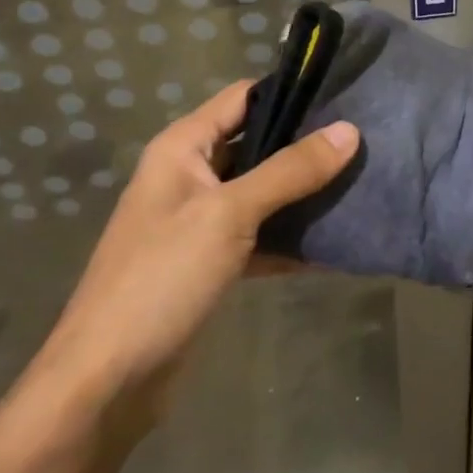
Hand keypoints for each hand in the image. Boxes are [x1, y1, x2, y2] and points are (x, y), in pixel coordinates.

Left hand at [35, 80, 359, 402]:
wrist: (108, 382)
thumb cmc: (162, 278)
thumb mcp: (229, 214)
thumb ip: (290, 171)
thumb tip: (349, 131)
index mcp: (182, 148)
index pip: (242, 98)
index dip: (289, 91)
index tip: (344, 94)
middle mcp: (190, 176)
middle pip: (257, 144)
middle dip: (305, 145)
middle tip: (364, 142)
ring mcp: (200, 222)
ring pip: (262, 192)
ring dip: (303, 192)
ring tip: (360, 183)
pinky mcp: (211, 263)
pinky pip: (260, 236)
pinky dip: (291, 238)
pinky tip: (335, 242)